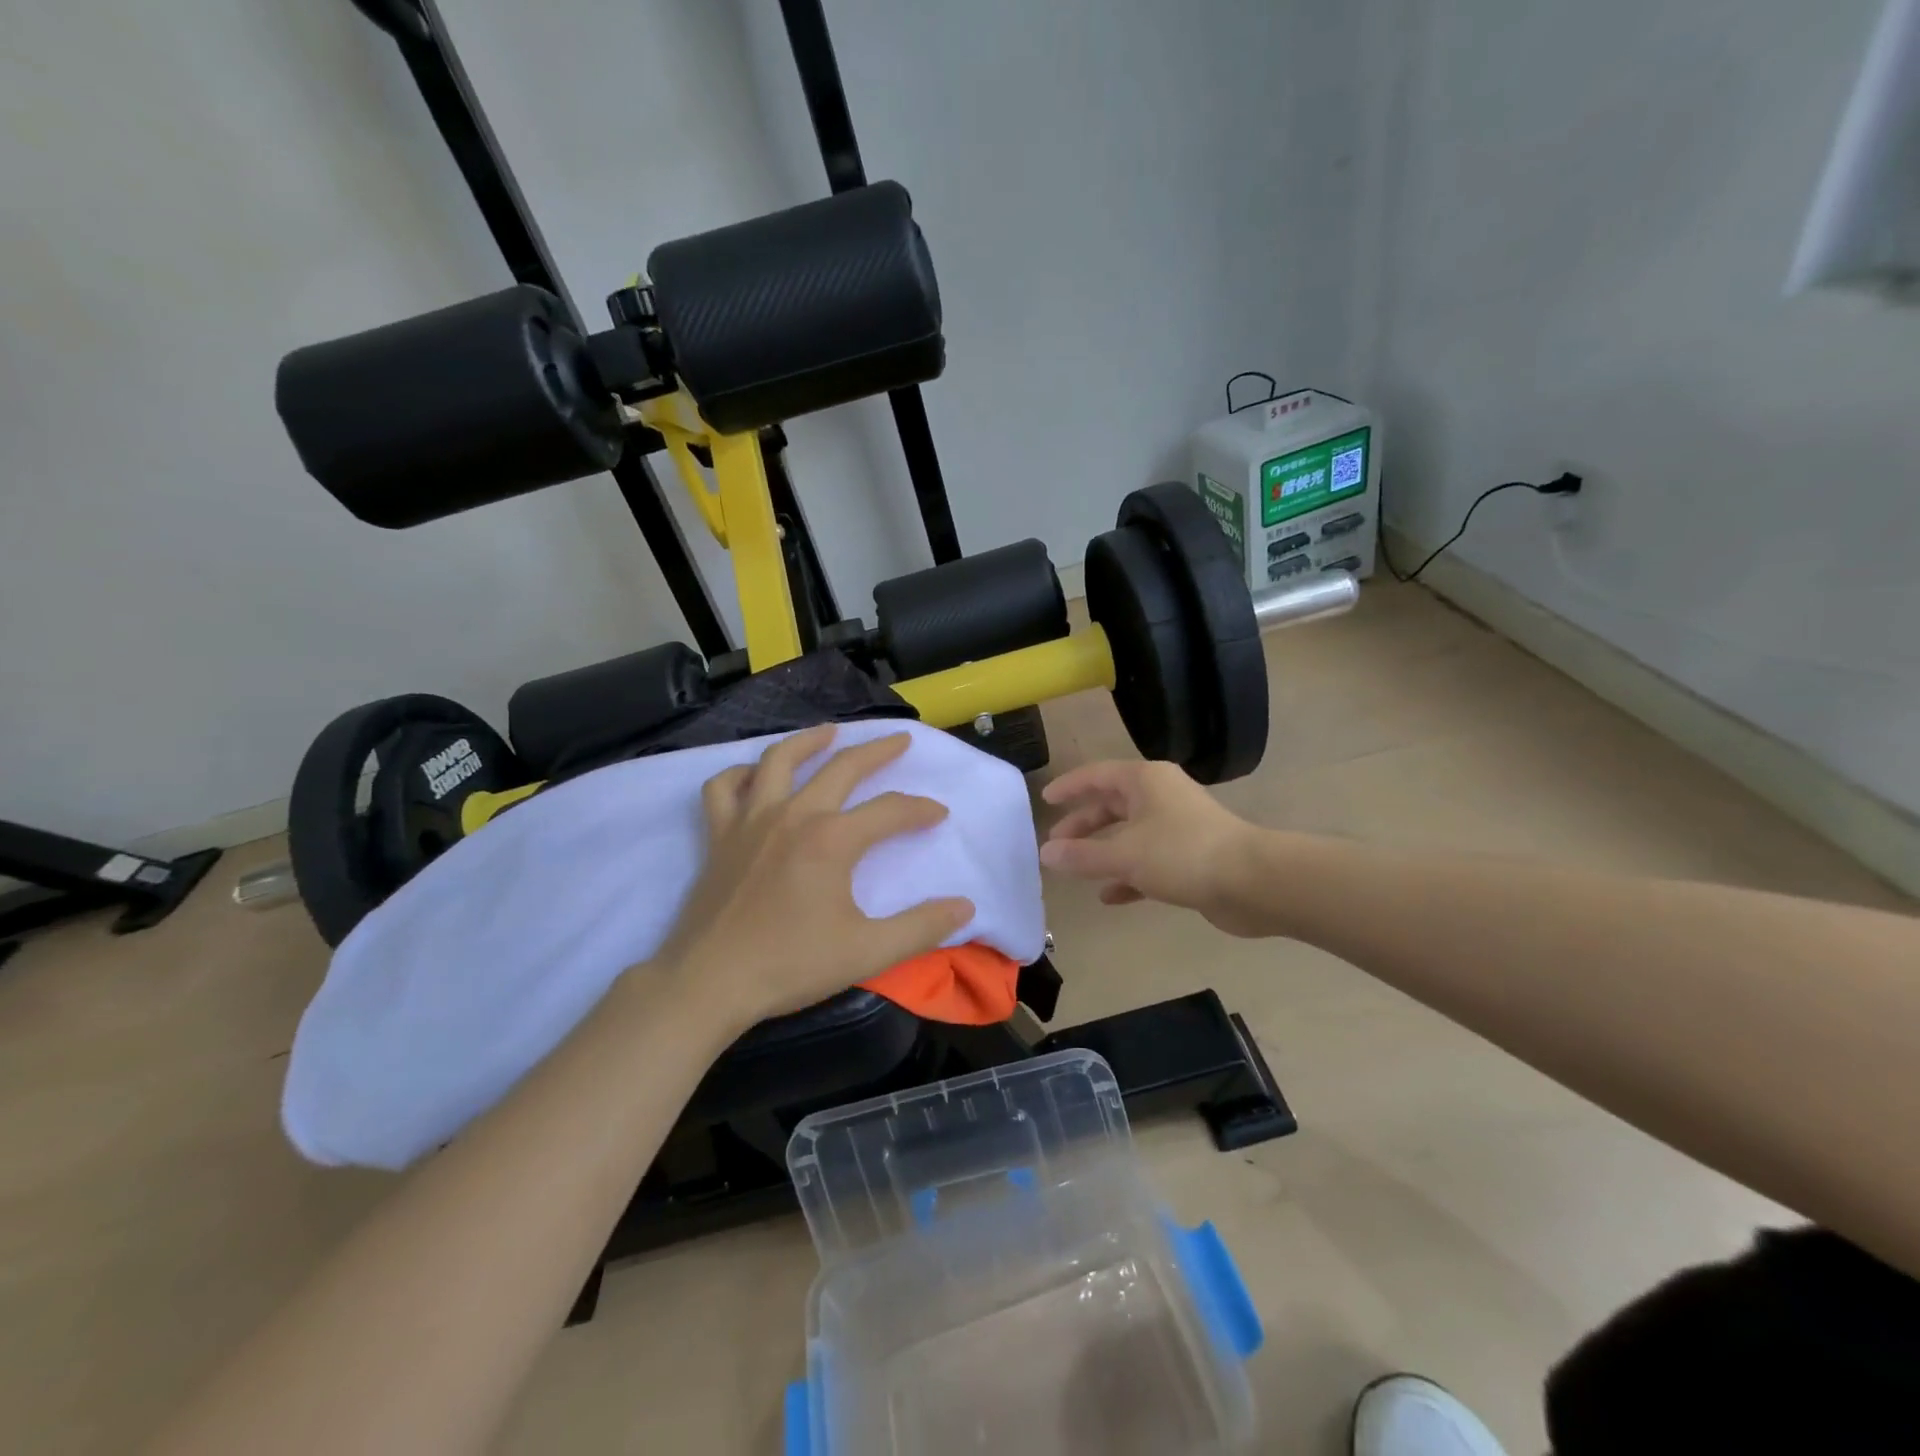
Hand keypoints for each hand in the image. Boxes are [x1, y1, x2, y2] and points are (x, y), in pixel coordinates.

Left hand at [655, 725, 974, 1033]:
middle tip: (901, 740)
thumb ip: (921, 927)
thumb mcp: (868, 952)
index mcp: (832, 839)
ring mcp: (751, 820)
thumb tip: (966, 906)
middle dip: (877, 752)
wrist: (709, 983)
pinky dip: (740, 774)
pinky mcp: (719, 835)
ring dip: (809, 741)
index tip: (939, 815)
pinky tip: (756, 776)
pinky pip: (724, 789)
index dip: (920, 809)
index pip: (890, 810)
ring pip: (779, 760)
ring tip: (830, 733)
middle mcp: (793, 815)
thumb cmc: (790, 966)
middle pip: (842, 768)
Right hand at [1039, 760, 1263, 934]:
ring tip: (1076, 871)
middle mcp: (1161, 797)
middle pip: (1112, 805)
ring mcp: (1178, 827)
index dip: (1070, 787)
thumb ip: (1081, 855)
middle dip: (1083, 825)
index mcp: (1145, 781)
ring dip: (1103, 852)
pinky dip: (1128, 875)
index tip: (1046, 800)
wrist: (1252, 882)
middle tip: (1056, 845)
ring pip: (1130, 835)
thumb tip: (1045, 855)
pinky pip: (1148, 862)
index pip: (1097, 776)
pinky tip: (1109, 896)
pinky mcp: (1191, 858)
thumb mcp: (1124, 855)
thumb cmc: (1182, 854)